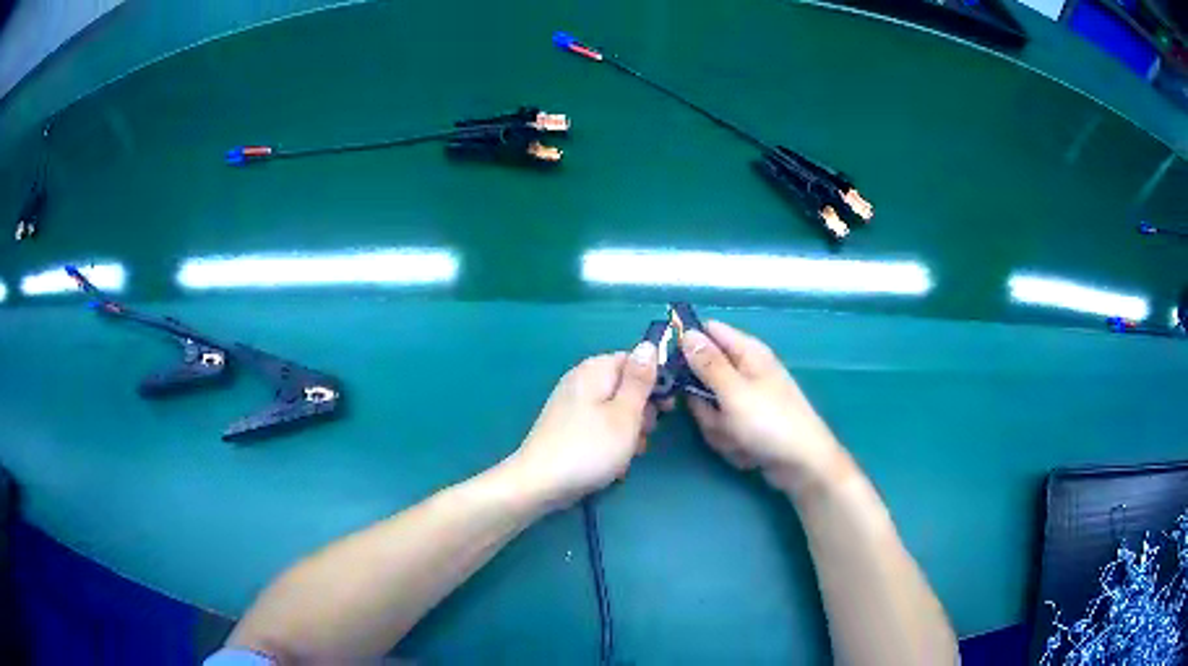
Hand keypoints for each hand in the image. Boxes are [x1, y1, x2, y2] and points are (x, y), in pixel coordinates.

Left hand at [507, 343, 658, 508]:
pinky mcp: (567, 428)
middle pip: (626, 387)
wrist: (540, 483)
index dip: (656, 382)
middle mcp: (581, 381)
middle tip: (643, 435)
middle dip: (641, 412)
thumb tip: (649, 344)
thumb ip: (640, 380)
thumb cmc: (590, 448)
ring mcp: (572, 405)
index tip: (667, 408)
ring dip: (628, 432)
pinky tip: (612, 464)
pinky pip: (599, 427)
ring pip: (615, 411)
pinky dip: (610, 442)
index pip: (636, 361)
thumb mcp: (626, 413)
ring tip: (627, 455)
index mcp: (595, 370)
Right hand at [679, 321, 849, 491]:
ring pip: (709, 408)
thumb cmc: (771, 423)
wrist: (802, 465)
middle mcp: (745, 371)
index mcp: (747, 353)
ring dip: (717, 427)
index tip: (667, 365)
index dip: (686, 344)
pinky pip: (722, 427)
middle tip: (716, 415)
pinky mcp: (746, 424)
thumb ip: (707, 363)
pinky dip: (729, 441)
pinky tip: (746, 450)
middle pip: (702, 376)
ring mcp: (745, 400)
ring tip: (737, 437)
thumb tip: (687, 333)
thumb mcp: (733, 392)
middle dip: (703, 402)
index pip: (708, 332)